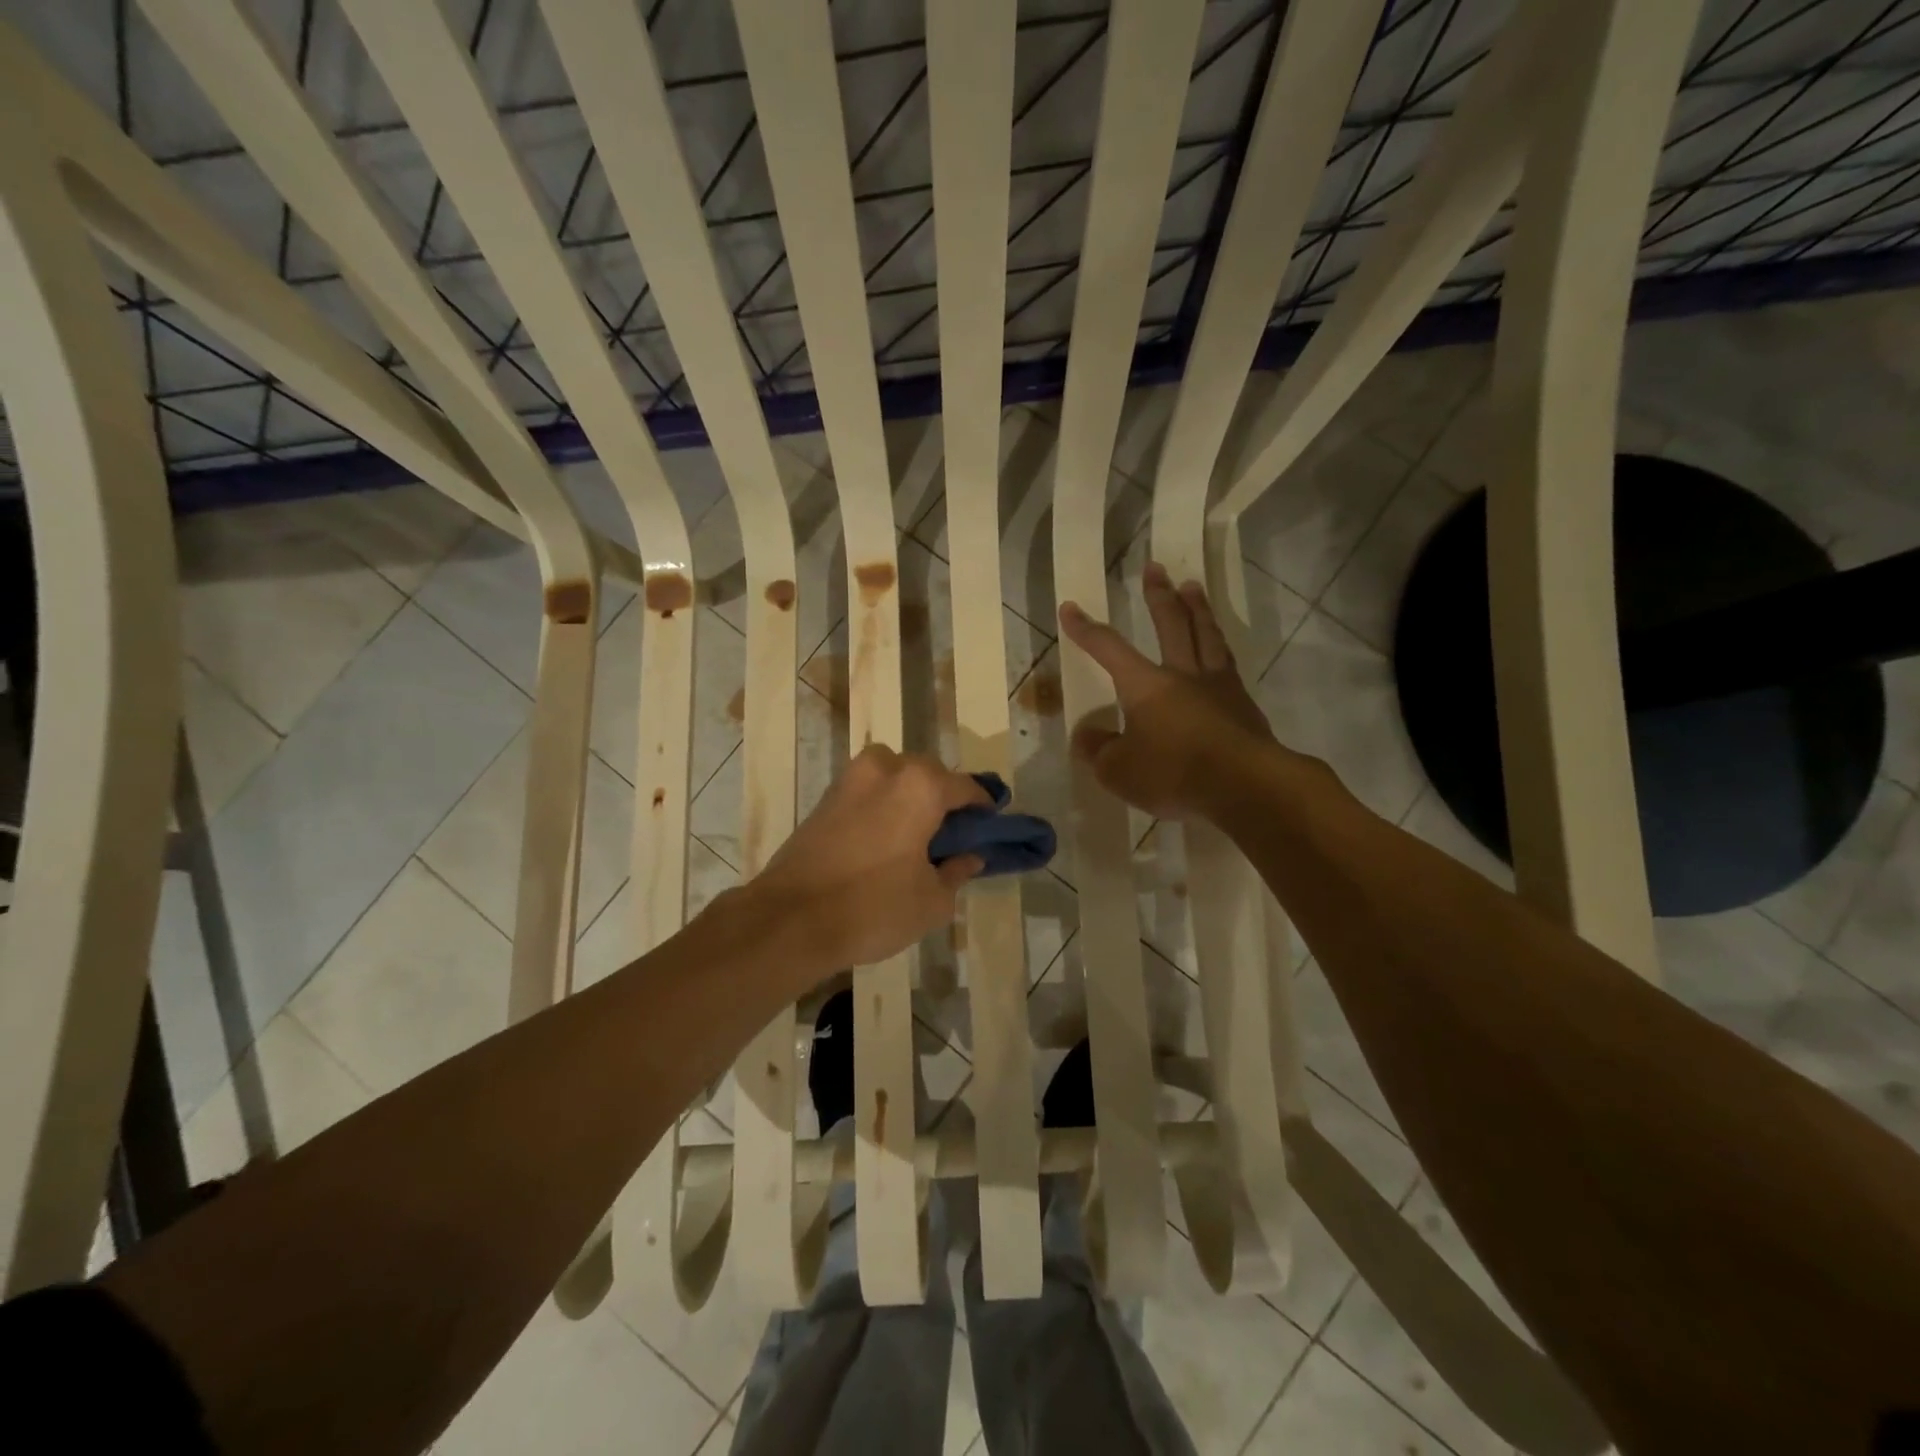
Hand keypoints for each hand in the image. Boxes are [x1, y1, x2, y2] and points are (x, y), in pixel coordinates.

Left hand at [753, 744, 989, 969]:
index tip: (989, 827)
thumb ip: (956, 871)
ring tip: (915, 838)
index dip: (983, 808)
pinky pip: (868, 792)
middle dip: (943, 798)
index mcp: (920, 786)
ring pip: (894, 778)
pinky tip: (884, 842)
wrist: (789, 919)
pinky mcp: (825, 798)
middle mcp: (886, 768)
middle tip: (951, 836)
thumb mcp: (931, 901)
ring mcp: (850, 780)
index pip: (966, 787)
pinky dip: (882, 807)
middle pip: (928, 774)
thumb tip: (968, 857)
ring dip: (910, 798)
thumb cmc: (873, 908)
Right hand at [1058, 562, 1279, 818]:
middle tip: (1155, 568)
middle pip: (1171, 624)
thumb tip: (1087, 736)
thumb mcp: (1118, 771)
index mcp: (1146, 685)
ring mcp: (1218, 686)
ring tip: (1192, 587)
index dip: (1087, 630)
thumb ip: (1099, 750)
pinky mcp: (1244, 706)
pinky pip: (1228, 665)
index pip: (1109, 649)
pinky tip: (1220, 649)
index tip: (1071, 607)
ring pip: (1207, 635)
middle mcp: (1183, 674)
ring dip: (1198, 608)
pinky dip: (1220, 648)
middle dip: (1158, 596)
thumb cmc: (1174, 774)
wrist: (1245, 786)